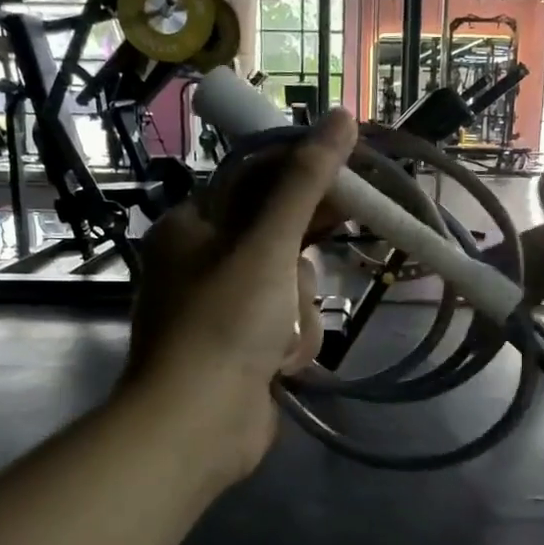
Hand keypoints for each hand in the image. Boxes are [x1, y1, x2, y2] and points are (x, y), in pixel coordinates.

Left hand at [124, 109, 358, 486]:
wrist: (196, 427)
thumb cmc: (225, 324)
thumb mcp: (268, 244)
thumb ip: (305, 182)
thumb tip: (340, 116)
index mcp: (192, 226)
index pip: (257, 181)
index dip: (307, 178)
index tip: (352, 183)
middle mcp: (202, 262)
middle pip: (278, 237)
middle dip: (300, 262)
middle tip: (337, 256)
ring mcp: (223, 310)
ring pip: (290, 287)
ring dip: (298, 312)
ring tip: (281, 340)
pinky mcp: (243, 349)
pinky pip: (287, 327)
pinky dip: (292, 344)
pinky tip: (280, 367)